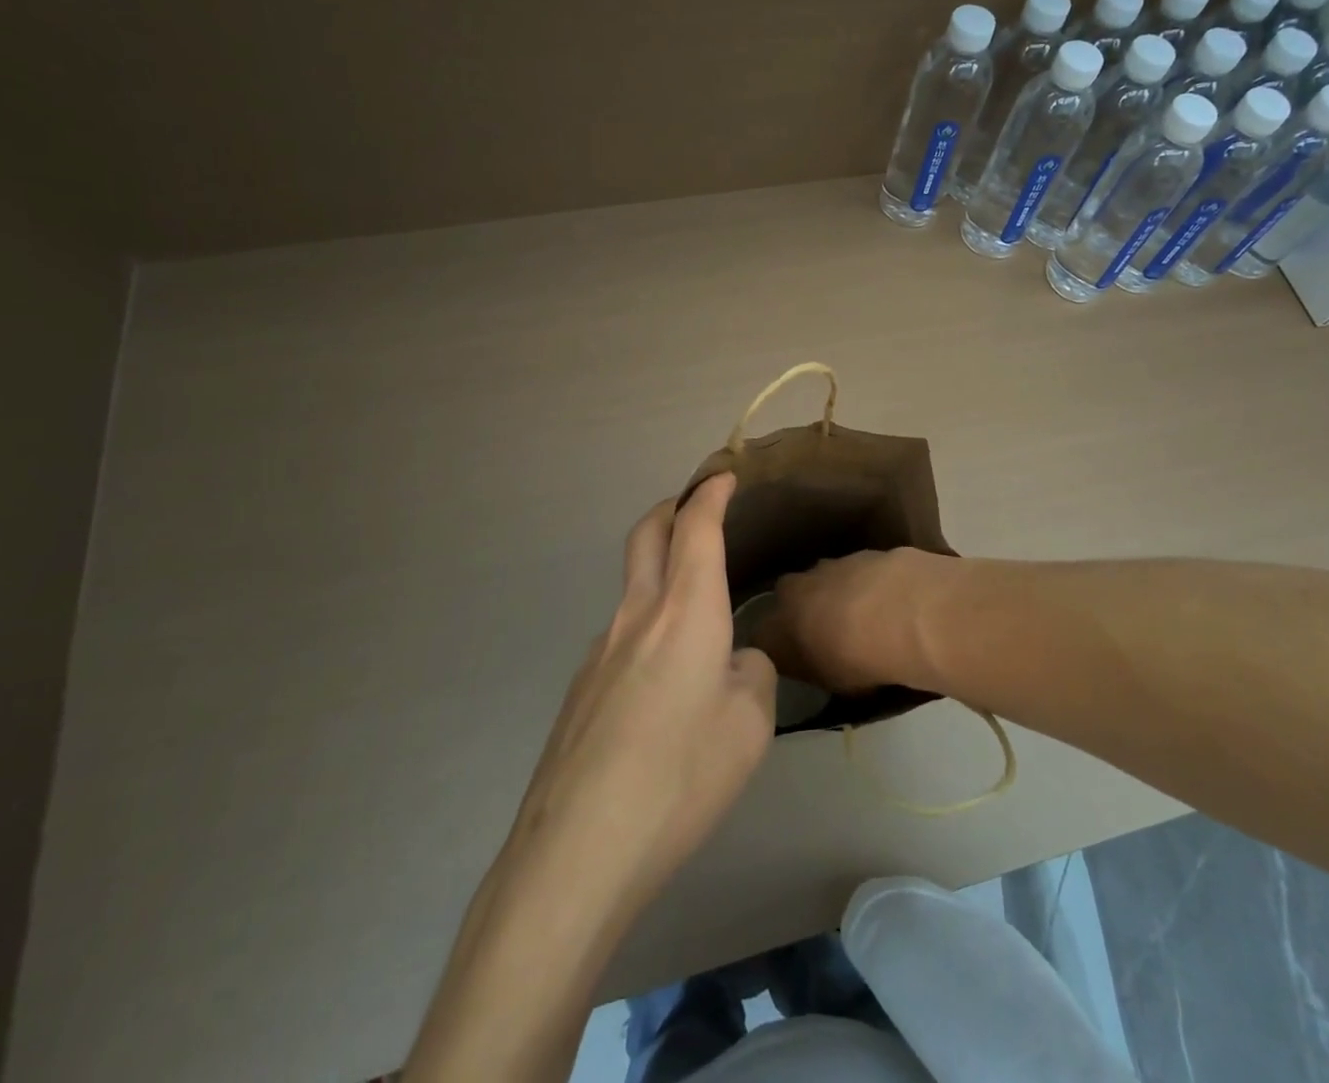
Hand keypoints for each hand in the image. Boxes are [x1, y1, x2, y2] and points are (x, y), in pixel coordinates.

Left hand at [406, 477, 776, 1082]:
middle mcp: (637, 616)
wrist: (577, 850)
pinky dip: (647, 627)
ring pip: (631, 586)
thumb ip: (751, 675)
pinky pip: (621, 635)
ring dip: (658, 572)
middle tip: (694, 507)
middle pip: (646, 535)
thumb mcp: (750, 727)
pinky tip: (662, 685)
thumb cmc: (680, 778)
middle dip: (671, 509)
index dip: (711, 495)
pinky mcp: (580, 688)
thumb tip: (734, 661)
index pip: (697, 528)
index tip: (723, 477)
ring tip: (693, 614)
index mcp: (685, 612)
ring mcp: (599, 650)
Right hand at [757, 547, 947, 696]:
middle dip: (804, 610)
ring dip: (836, 593)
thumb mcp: (830, 682)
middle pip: (789, 598)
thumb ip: (816, 668)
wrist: (897, 614)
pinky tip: (888, 599)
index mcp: (777, 627)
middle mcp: (793, 591)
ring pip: (823, 579)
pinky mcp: (860, 553)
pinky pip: (856, 571)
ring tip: (864, 615)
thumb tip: (818, 663)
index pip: (762, 637)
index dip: (776, 646)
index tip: (793, 657)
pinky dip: (866, 583)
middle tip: (827, 630)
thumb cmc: (856, 662)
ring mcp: (827, 566)